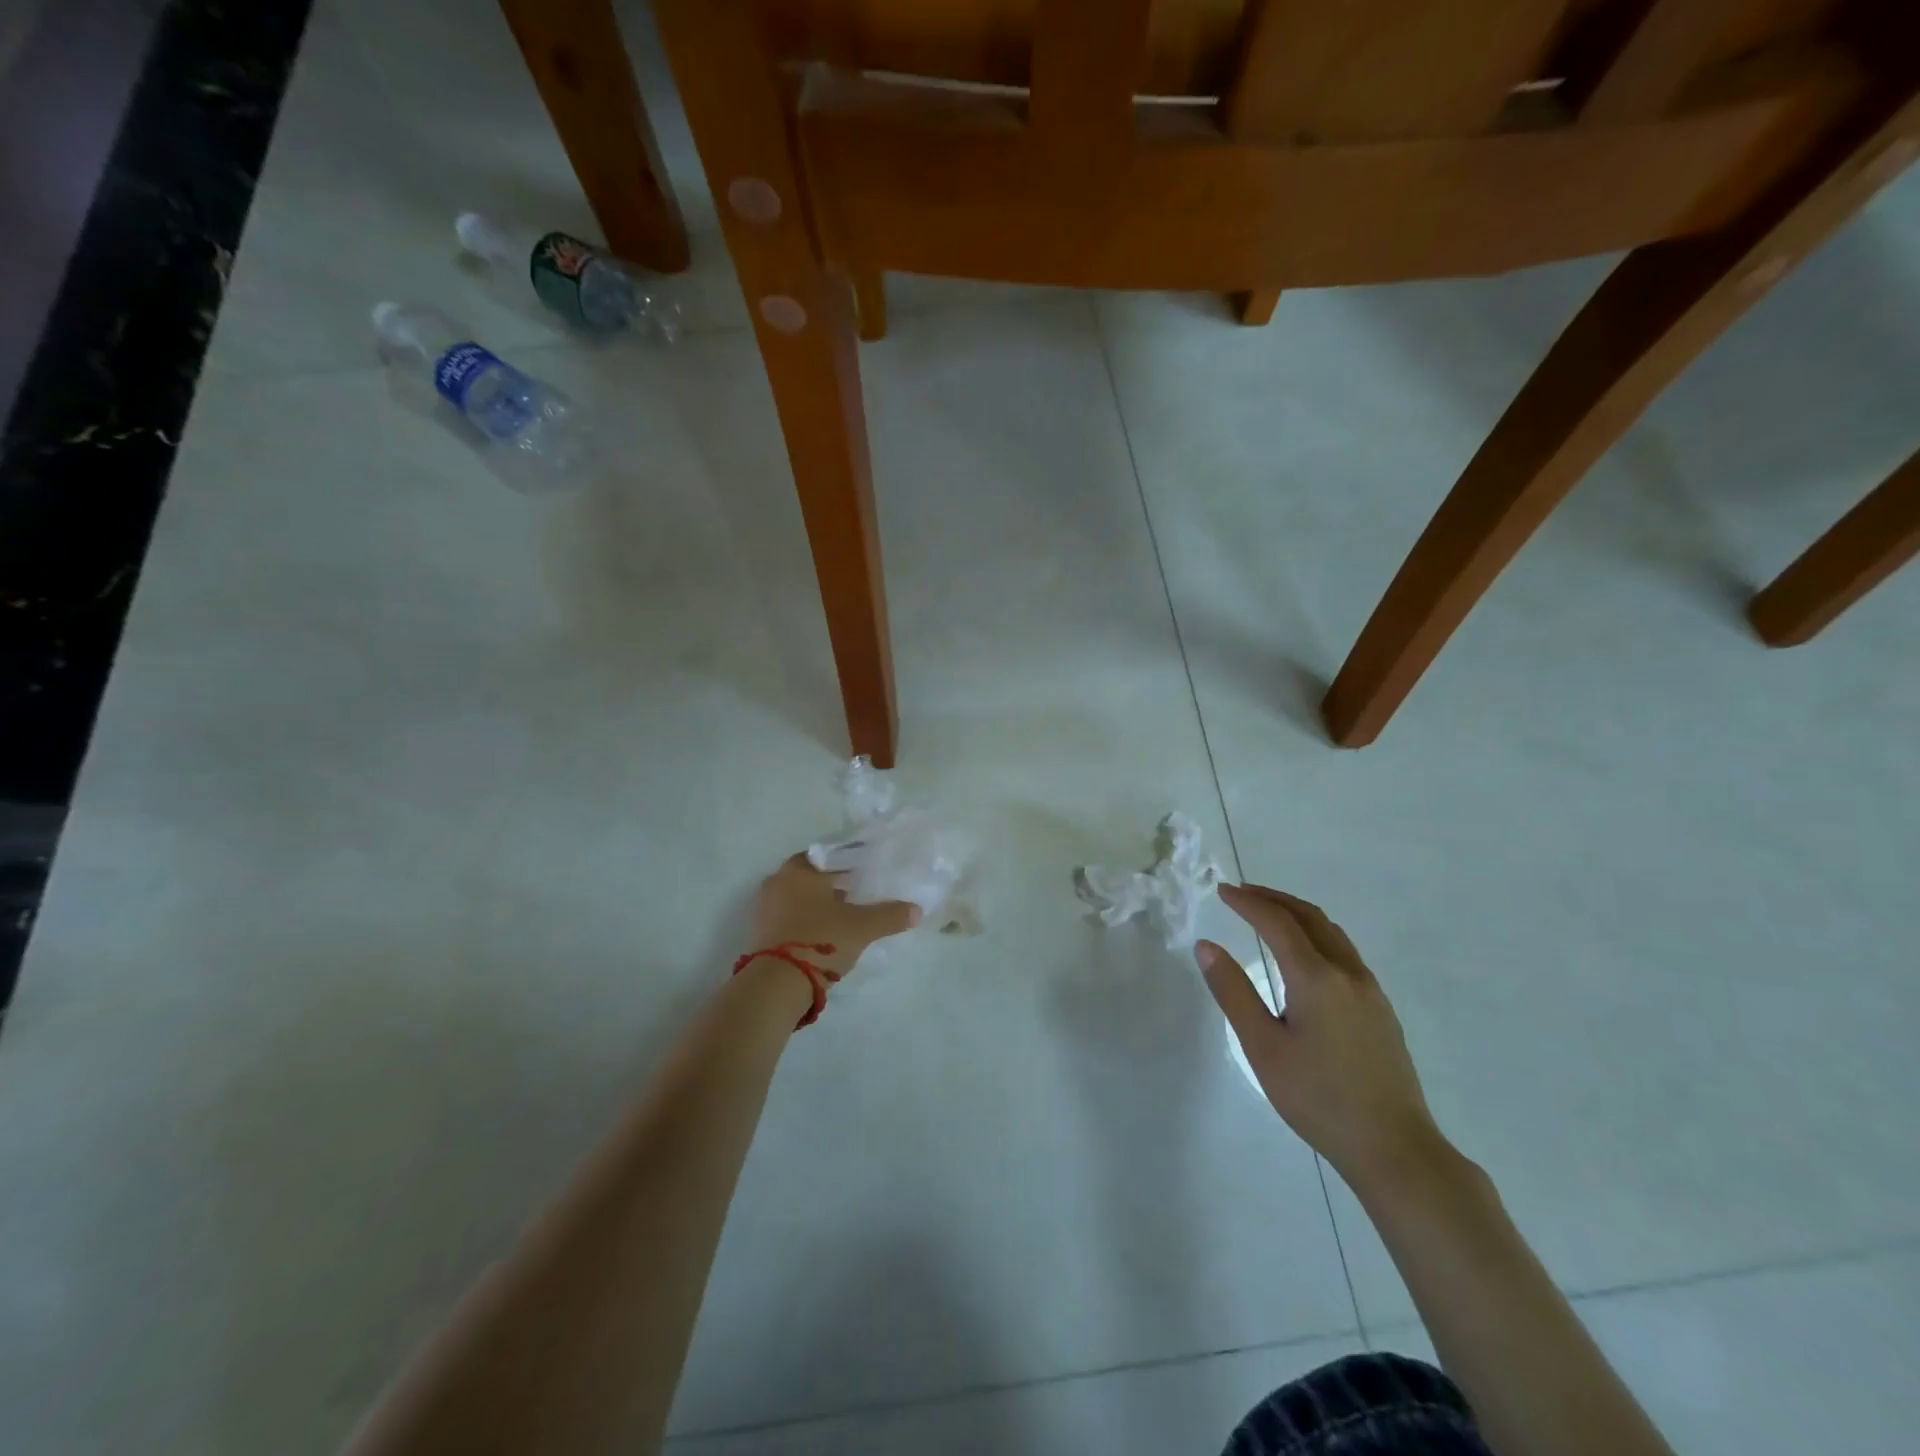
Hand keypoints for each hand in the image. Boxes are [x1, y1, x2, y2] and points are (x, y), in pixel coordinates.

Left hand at [748, 854, 920, 980]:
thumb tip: (917, 910)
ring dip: (817, 905)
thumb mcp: (862, 927)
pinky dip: (804, 923)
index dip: (845, 862)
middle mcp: (776, 882)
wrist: (776, 984)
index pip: (826, 855)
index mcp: (798, 870)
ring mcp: (764, 909)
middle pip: (810, 877)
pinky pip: (787, 919)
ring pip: (797, 898)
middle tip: (856, 894)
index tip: (862, 872)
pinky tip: (824, 936)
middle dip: (831, 885)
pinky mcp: (759, 934)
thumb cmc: (820, 940)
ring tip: (843, 917)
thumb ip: (890, 915)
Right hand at [1197, 883, 1445, 1194]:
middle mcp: (1348, 974)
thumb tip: (1206, 946)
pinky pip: (1344, 953)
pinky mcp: (1381, 1010)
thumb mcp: (1262, 1046)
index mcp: (1316, 978)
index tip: (1222, 891)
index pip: (1278, 923)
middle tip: (1241, 894)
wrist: (1394, 1149)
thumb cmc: (1318, 1098)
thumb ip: (1233, 991)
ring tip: (1269, 916)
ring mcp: (1370, 991)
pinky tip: (1304, 957)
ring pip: (1332, 933)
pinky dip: (1316, 936)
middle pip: (1310, 917)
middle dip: (1274, 899)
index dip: (1248, 903)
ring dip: (1298, 915)